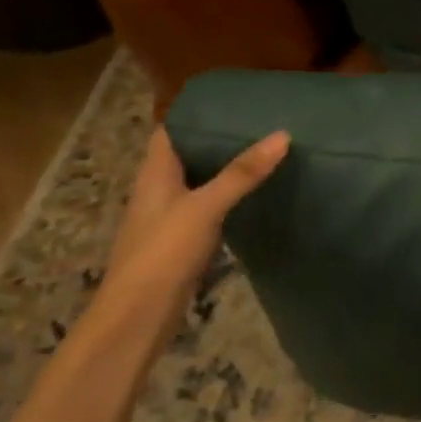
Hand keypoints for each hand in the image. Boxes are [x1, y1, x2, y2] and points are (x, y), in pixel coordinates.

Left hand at [92, 126, 288, 354]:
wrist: (138, 319)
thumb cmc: (163, 253)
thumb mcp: (205, 207)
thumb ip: (242, 173)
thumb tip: (282, 135)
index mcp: (155, 173)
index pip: (172, 130)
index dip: (198, 114)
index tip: (236, 102)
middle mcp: (161, 190)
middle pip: (190, 155)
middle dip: (221, 139)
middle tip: (262, 124)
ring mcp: (172, 217)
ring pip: (202, 182)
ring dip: (227, 169)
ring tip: (267, 151)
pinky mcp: (184, 242)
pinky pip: (210, 208)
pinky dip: (231, 198)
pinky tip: (257, 195)